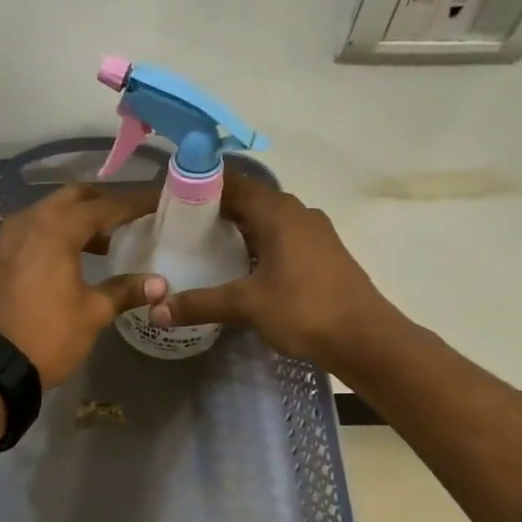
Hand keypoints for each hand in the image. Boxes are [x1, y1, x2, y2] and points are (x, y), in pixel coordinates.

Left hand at [0, 183, 166, 387]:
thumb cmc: (50, 334)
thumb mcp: (94, 312)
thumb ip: (125, 290)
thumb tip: (160, 284)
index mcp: (57, 229)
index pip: (104, 206)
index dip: (133, 204)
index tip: (157, 201)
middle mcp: (31, 221)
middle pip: (74, 197)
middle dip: (103, 202)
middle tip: (131, 215)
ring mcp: (12, 236)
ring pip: (51, 211)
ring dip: (79, 217)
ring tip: (108, 239)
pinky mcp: (3, 254)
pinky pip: (36, 228)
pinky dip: (58, 231)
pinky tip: (76, 253)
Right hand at [147, 174, 387, 368]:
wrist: (365, 338)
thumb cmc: (305, 310)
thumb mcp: (247, 306)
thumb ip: (200, 304)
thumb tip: (156, 310)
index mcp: (278, 212)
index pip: (233, 183)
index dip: (201, 185)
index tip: (171, 197)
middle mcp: (297, 213)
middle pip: (249, 200)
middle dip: (215, 209)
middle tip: (179, 225)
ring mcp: (313, 233)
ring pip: (266, 220)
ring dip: (238, 228)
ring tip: (202, 245)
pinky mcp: (321, 254)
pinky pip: (280, 237)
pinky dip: (256, 244)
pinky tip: (239, 267)